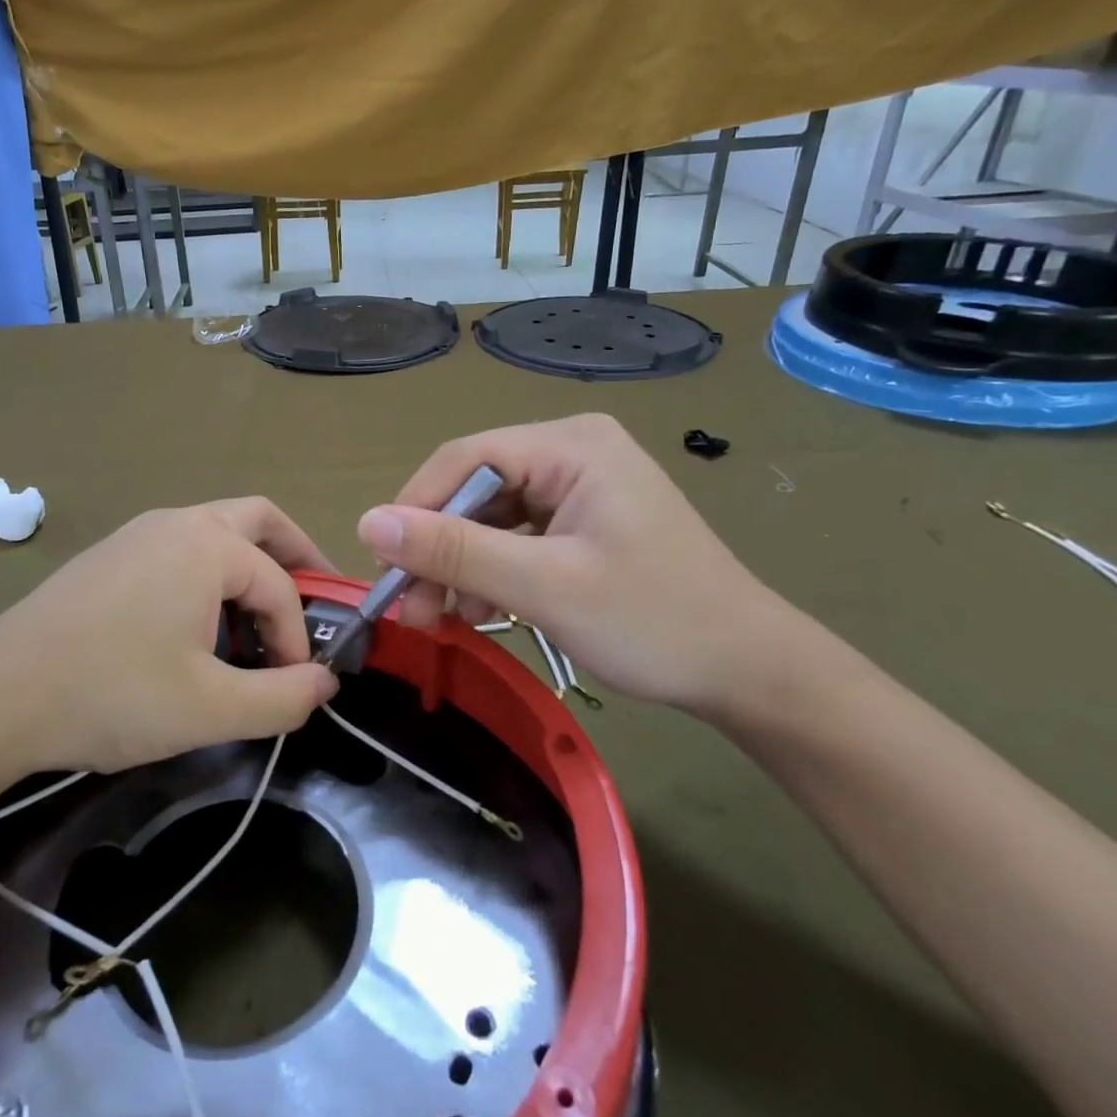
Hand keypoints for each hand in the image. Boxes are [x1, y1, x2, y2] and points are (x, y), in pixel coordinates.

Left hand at [0, 499, 340, 772]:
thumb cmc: (112, 695)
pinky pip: (180, 549)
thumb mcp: (211, 709)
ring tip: (258, 622)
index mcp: (207, 545)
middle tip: (314, 598)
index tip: (296, 683)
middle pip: (258, 521)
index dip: (299, 636)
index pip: (280, 584)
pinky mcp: (110, 555)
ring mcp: (137, 533)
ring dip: (250, 566)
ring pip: (216, 532)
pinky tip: (198, 626)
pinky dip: (210, 574)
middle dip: (295, 556)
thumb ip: (284, 698)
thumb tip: (325, 681)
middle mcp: (176, 522)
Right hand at [357, 414, 806, 720]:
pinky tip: (478, 610)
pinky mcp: (581, 521)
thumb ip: (455, 551)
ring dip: (459, 567)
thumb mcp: (544, 587)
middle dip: (438, 550)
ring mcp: (578, 487)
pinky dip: (490, 573)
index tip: (384, 569)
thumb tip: (367, 522)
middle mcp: (571, 452)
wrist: (748, 671)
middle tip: (411, 609)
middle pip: (474, 489)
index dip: (414, 510)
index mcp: (570, 445)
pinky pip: (515, 537)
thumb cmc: (653, 621)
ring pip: (489, 517)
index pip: (463, 459)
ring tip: (441, 619)